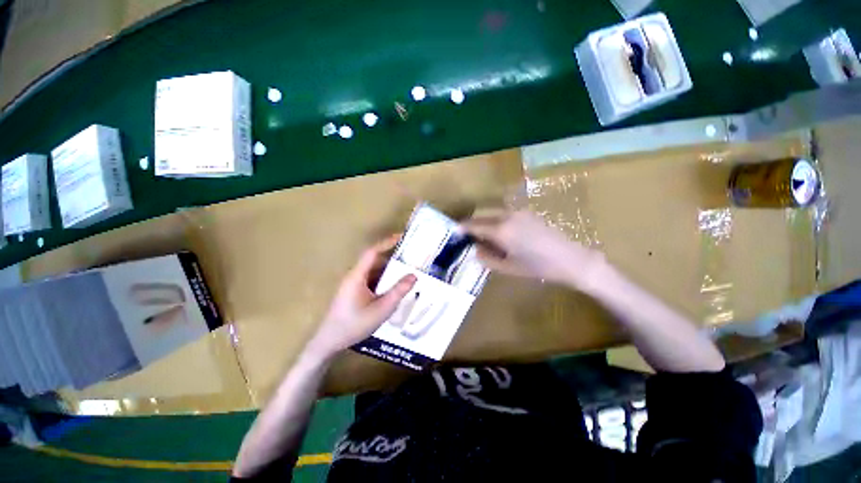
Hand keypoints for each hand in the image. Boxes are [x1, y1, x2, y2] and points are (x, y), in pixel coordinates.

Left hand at [307, 235, 416, 359]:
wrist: (329, 343)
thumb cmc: (354, 325)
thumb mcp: (381, 309)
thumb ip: (398, 292)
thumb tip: (414, 275)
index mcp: (357, 276)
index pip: (372, 252)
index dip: (387, 243)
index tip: (402, 237)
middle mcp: (355, 277)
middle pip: (375, 261)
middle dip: (392, 258)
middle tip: (411, 258)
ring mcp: (354, 285)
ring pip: (374, 272)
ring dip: (389, 271)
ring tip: (407, 272)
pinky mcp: (355, 293)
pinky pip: (372, 281)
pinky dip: (384, 281)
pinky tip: (394, 289)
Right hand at [461, 209, 604, 288]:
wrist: (571, 259)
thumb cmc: (538, 267)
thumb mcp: (508, 267)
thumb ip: (486, 258)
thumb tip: (474, 250)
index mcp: (500, 230)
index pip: (474, 225)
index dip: (462, 228)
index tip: (454, 232)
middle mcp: (507, 216)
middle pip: (482, 216)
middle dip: (473, 225)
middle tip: (469, 238)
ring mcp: (518, 212)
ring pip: (493, 214)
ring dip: (485, 223)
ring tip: (486, 238)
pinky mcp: (527, 213)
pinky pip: (505, 214)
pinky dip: (497, 221)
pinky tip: (502, 235)